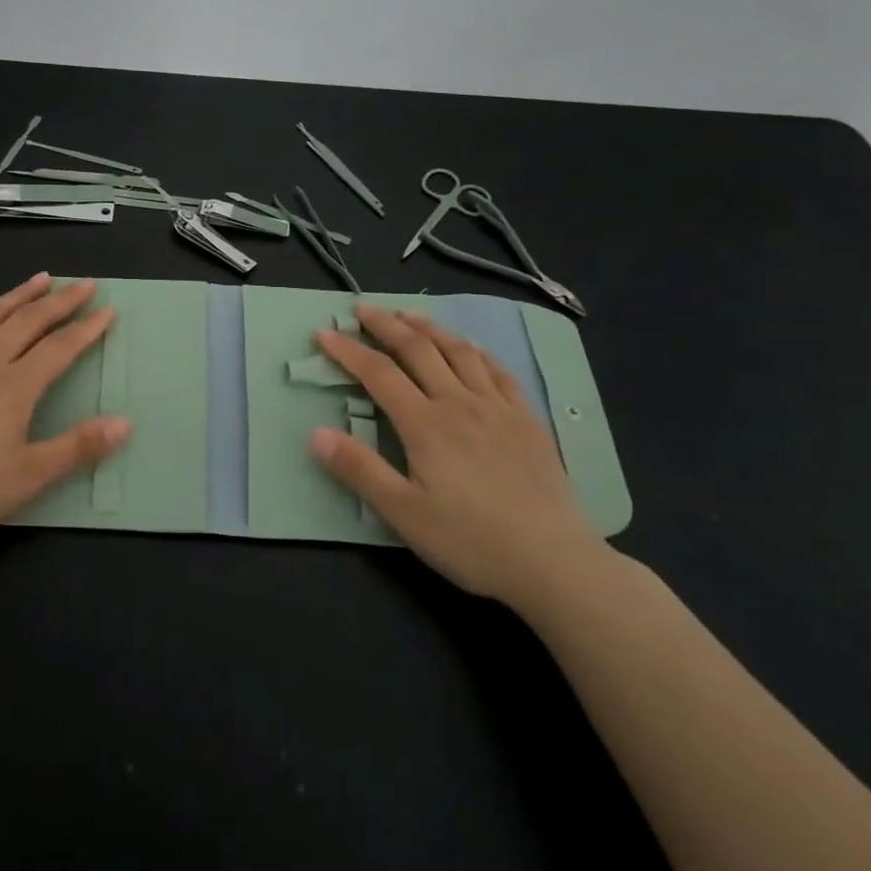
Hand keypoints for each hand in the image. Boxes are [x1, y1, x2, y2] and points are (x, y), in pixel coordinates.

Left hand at [0, 274, 128, 557]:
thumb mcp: (30, 477)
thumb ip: (78, 447)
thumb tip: (126, 423)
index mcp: (16, 387)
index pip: (61, 348)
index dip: (87, 328)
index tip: (109, 310)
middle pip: (29, 322)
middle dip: (60, 301)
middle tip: (84, 284)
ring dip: (17, 295)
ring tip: (39, 279)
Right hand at [311, 306, 609, 608]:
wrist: (554, 562)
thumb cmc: (470, 541)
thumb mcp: (403, 513)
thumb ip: (359, 469)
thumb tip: (316, 432)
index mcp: (425, 423)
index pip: (378, 373)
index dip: (348, 350)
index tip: (324, 333)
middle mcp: (459, 402)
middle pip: (417, 349)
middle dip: (385, 325)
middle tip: (362, 308)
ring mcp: (498, 407)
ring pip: (458, 350)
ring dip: (429, 327)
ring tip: (408, 314)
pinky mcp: (527, 419)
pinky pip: (497, 370)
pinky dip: (475, 350)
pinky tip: (469, 346)